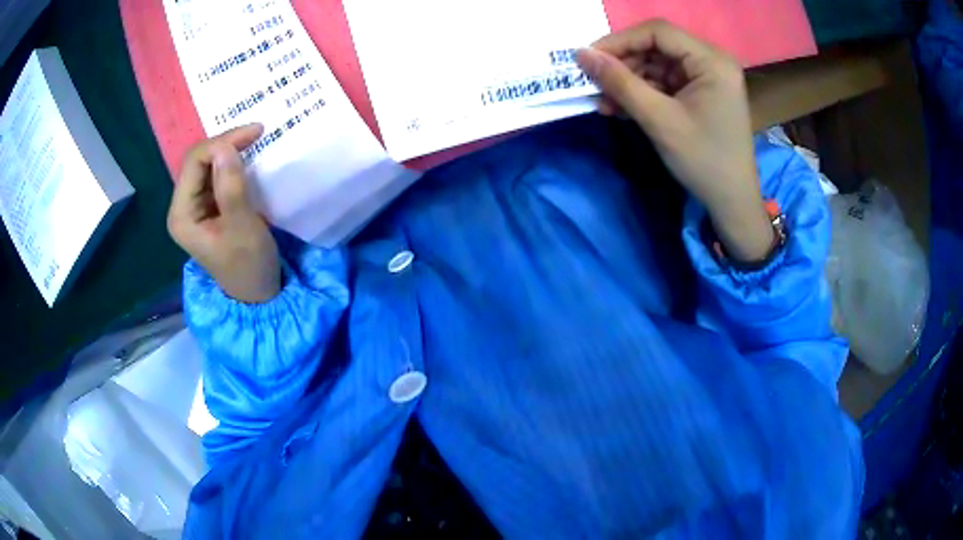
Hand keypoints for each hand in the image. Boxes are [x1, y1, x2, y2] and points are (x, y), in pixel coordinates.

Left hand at [167, 124, 281, 302]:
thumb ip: (231, 189)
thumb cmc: (248, 265)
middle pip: (198, 160)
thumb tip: (225, 148)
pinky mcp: (209, 207)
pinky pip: (216, 175)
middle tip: (257, 132)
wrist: (257, 293)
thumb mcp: (242, 228)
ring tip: (255, 140)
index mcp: (182, 214)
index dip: (221, 143)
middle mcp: (184, 206)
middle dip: (226, 143)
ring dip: (229, 150)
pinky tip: (247, 157)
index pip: (194, 162)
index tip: (255, 133)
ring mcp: (195, 206)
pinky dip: (232, 162)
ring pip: (207, 164)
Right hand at [578, 20, 773, 263]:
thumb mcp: (659, 120)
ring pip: (657, 66)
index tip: (589, 59)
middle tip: (594, 85)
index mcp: (712, 61)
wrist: (732, 203)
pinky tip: (621, 108)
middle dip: (623, 65)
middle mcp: (712, 62)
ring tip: (604, 103)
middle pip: (657, 47)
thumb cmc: (703, 161)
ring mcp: (707, 78)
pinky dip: (642, 94)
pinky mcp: (701, 94)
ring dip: (629, 82)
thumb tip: (580, 54)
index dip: (620, 41)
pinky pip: (665, 83)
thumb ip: (619, 82)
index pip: (658, 32)